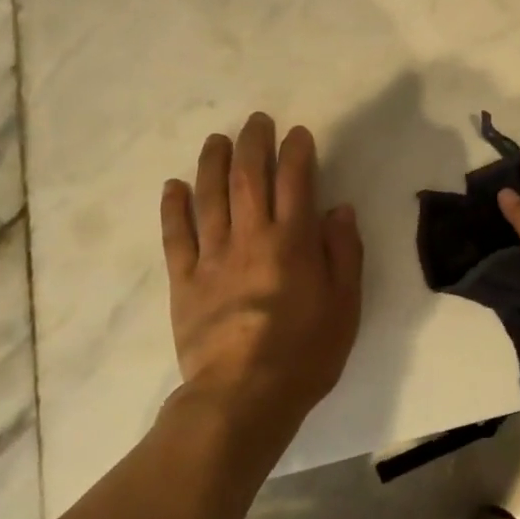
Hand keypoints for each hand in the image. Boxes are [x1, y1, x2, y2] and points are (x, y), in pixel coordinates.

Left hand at [160, 113, 363, 439]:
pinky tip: (174, 186)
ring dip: (213, 163)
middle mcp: (251, 238)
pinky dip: (174, 208)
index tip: (297, 133)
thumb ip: (343, 252)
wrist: (243, 397)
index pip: (295, 181)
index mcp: (292, 242)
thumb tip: (338, 208)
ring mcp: (212, 257)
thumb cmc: (305, 353)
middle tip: (256, 121)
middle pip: (249, 178)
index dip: (296, 152)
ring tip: (217, 139)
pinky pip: (176, 236)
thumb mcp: (345, 304)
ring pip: (210, 197)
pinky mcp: (184, 281)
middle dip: (253, 144)